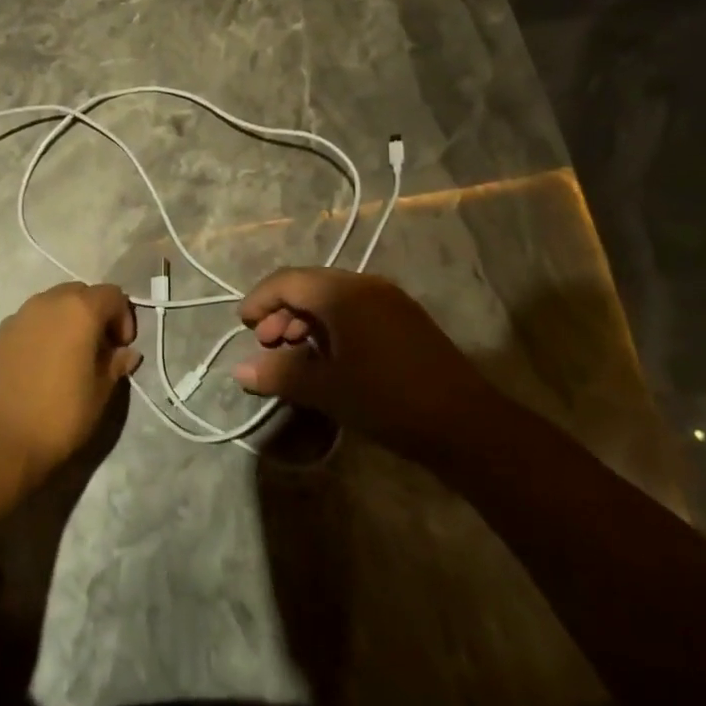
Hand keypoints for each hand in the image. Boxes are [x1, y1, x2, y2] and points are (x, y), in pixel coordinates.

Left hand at [0, 282, 140, 491]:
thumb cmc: (58, 416)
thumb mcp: (99, 394)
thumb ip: (115, 365)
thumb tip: (126, 352)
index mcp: (79, 310)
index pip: (113, 295)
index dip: (123, 318)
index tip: (121, 348)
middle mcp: (47, 302)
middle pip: (80, 293)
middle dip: (95, 315)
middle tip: (98, 350)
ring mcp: (18, 316)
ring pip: (52, 305)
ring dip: (66, 322)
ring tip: (68, 358)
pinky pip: (29, 322)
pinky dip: (41, 333)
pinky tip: (39, 366)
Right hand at [233, 268, 487, 462]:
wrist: (466, 424)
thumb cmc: (387, 400)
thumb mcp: (327, 389)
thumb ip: (280, 374)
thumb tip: (239, 370)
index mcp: (342, 292)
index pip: (287, 281)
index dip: (259, 300)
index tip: (242, 326)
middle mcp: (364, 284)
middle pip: (309, 286)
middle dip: (282, 312)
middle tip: (267, 344)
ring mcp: (389, 299)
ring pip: (333, 298)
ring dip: (306, 321)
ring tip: (294, 354)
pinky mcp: (404, 318)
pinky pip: (355, 310)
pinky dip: (332, 327)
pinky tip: (329, 358)